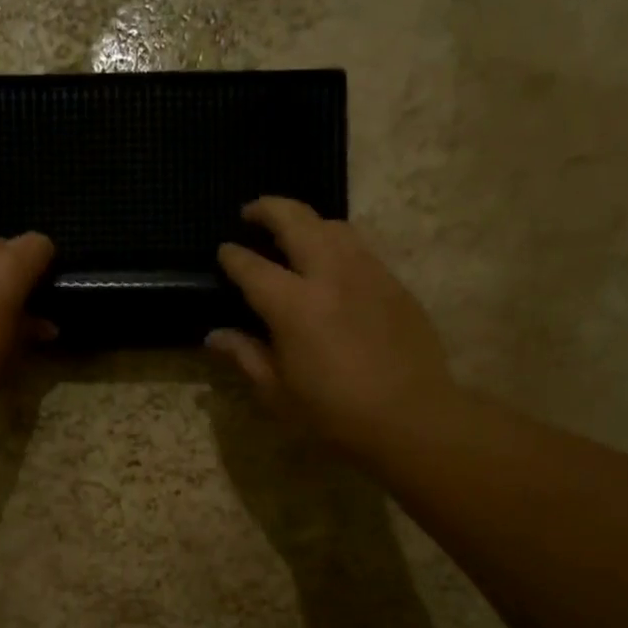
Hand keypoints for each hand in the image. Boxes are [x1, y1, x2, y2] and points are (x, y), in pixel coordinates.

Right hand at [207, 198, 456, 460]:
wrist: (411, 418)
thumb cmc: (334, 414)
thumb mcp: (277, 393)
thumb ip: (245, 356)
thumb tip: (215, 335)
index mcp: (293, 306)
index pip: (252, 267)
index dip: (233, 257)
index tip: (223, 252)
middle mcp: (330, 275)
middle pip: (296, 221)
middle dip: (268, 209)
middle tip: (251, 212)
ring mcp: (368, 274)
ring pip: (333, 225)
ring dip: (306, 220)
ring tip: (293, 232)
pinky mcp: (394, 283)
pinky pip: (360, 247)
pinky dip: (336, 241)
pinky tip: (331, 261)